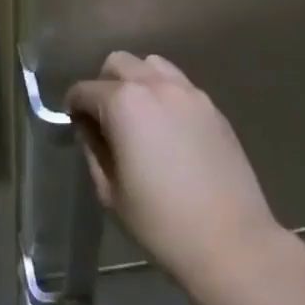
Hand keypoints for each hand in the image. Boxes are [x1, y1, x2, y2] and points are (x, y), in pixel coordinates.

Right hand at [67, 53, 280, 285]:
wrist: (231, 241)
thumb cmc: (161, 223)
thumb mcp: (111, 192)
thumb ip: (93, 150)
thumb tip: (88, 128)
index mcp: (124, 103)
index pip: (85, 90)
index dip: (74, 107)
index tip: (74, 125)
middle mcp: (155, 84)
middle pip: (118, 63)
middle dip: (104, 84)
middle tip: (105, 119)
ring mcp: (188, 91)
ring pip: (151, 64)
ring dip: (137, 80)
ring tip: (139, 116)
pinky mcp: (211, 105)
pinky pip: (179, 84)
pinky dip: (164, 93)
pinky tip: (168, 127)